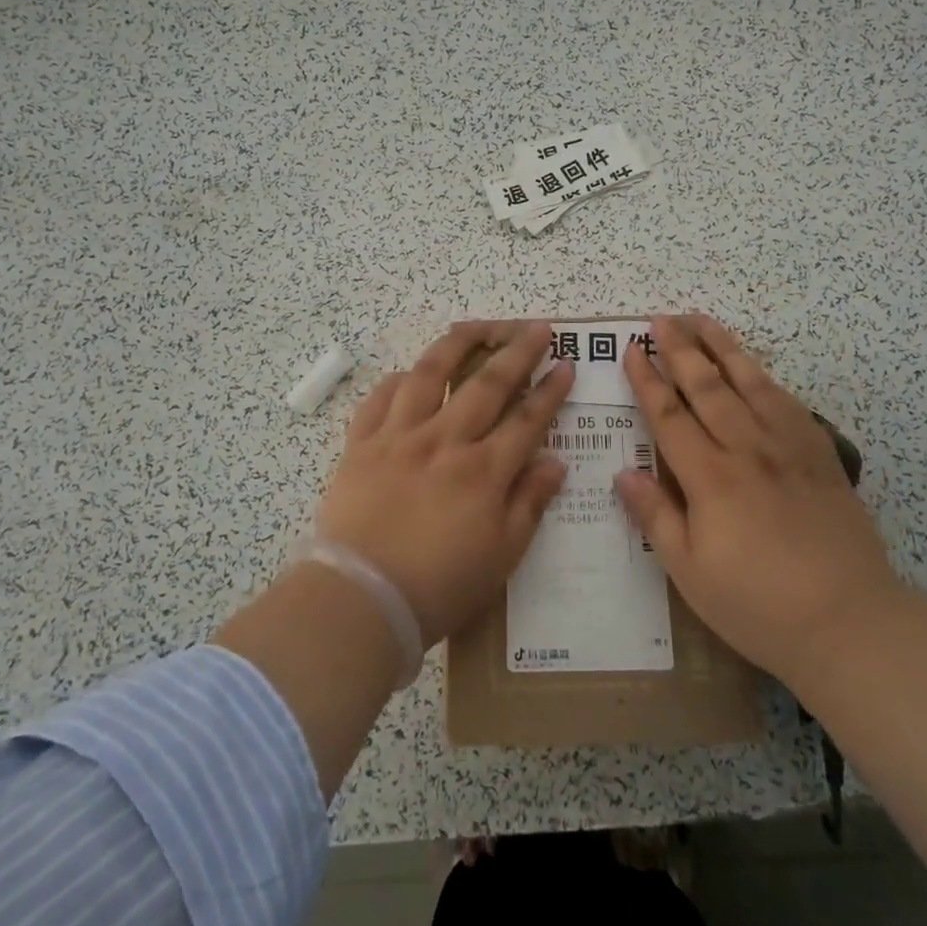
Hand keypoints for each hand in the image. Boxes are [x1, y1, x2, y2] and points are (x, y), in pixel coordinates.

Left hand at [317, 321, 574, 645]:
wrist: (360, 599)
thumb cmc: (439, 587)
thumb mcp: (502, 556)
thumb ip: (529, 503)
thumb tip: (555, 461)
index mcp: (483, 471)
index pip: (527, 419)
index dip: (550, 390)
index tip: (566, 364)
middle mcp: (444, 441)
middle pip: (487, 383)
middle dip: (517, 351)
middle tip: (536, 327)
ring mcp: (399, 437)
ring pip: (431, 374)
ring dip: (458, 344)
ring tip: (477, 326)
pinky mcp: (362, 444)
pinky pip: (380, 398)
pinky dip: (398, 380)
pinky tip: (410, 373)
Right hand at [616, 314, 901, 683]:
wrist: (849, 622)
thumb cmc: (758, 604)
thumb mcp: (690, 573)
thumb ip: (655, 517)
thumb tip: (623, 473)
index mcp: (710, 478)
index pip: (669, 416)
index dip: (647, 380)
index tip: (631, 349)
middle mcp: (747, 449)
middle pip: (707, 387)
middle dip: (680, 349)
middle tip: (661, 318)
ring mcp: (788, 447)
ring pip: (749, 382)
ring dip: (721, 347)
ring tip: (701, 319)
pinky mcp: (819, 454)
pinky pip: (787, 402)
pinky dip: (764, 377)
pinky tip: (754, 367)